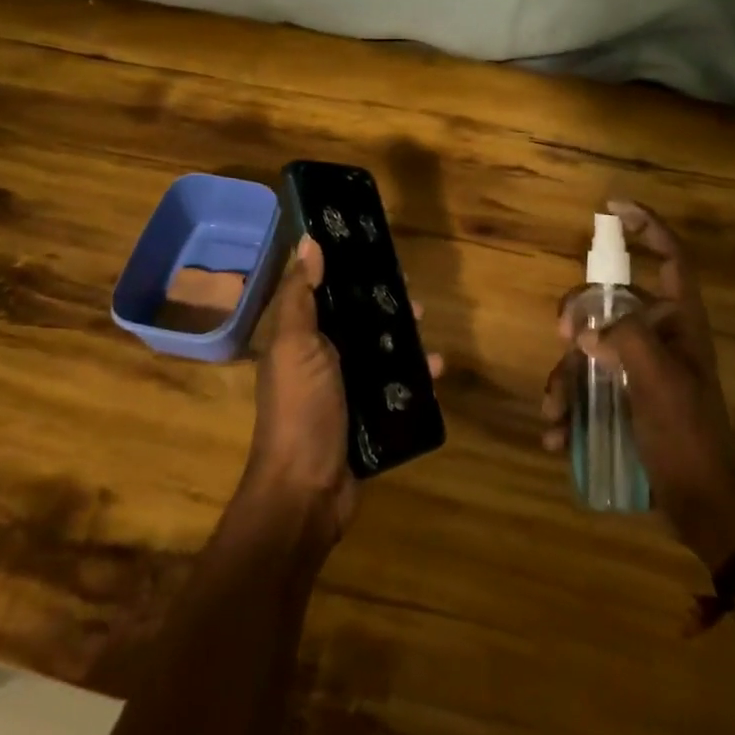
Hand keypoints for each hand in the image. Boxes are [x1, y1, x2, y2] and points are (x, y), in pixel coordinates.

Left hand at [240, 237, 440, 546]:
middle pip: (356, 321)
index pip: (324, 293)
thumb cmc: (300, 409)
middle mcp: (321, 360)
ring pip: (380, 352)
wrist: (306, 492)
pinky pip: (396, 387)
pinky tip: (439, 370)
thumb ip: (300, 296)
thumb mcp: (295, 345)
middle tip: (413, 294)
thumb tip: (308, 242)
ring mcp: (346, 391)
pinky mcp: (369, 418)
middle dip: (383, 305)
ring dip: (405, 338)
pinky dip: (417, 377)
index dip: (347, 272)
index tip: (377, 253)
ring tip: (427, 326)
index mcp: (299, 339)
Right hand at [540, 200, 734, 569]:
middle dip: (578, 316)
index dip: (647, 226)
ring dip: (565, 378)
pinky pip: (587, 386)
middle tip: (562, 338)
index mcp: (681, 322)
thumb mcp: (661, 382)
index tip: (611, 209)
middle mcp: (659, 337)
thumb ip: (626, 341)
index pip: (671, 257)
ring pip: (589, 348)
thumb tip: (586, 329)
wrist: (701, 504)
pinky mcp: (624, 397)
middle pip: (609, 300)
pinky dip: (569, 407)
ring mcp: (639, 368)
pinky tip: (559, 437)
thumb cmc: (688, 436)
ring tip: (554, 414)